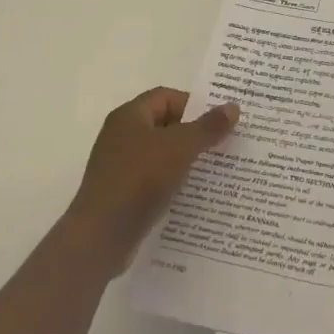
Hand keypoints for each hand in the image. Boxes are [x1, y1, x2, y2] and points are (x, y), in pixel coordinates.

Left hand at [62, 88, 238, 277]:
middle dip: (195, 131)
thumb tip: (233, 107)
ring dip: (187, 158)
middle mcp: (122, 136)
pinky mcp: (123, 193)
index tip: (220, 119)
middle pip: (165, 124)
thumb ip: (208, 126)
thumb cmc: (139, 179)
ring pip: (162, 154)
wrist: (100, 236)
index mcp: (129, 116)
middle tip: (226, 140)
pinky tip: (196, 192)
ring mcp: (121, 167)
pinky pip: (155, 179)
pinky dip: (175, 181)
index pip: (166, 96)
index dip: (194, 103)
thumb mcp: (180, 147)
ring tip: (218, 167)